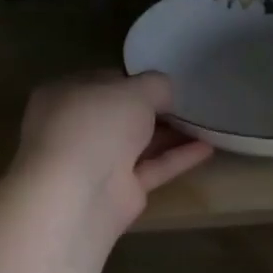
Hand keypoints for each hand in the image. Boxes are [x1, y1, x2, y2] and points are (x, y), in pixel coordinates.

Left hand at [11, 71, 213, 234]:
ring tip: (204, 122)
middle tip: (189, 100)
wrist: (79, 193)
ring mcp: (96, 162)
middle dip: (154, 108)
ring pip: (138, 143)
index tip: (165, 80)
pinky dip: (177, 158)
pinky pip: (152, 168)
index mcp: (64, 95)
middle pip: (121, 114)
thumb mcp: (135, 90)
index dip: (135, 79)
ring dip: (170, 133)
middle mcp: (76, 128)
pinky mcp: (118, 191)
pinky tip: (207, 147)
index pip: (103, 81)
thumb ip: (156, 85)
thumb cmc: (97, 125)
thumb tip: (166, 92)